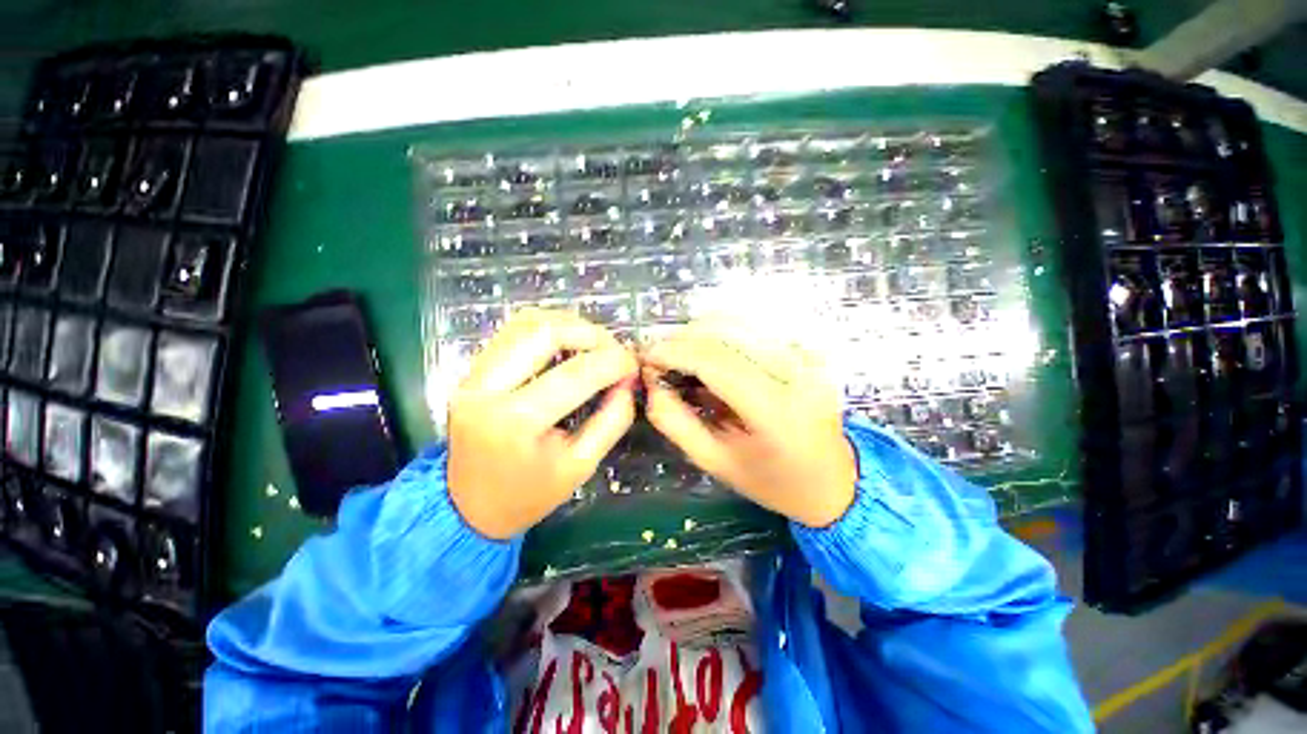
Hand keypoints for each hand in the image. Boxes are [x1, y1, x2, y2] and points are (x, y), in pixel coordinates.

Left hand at [447, 309, 637, 539]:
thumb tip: (628, 381)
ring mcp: (472, 375)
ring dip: (569, 325)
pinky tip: (567, 342)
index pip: (575, 374)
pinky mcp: (471, 370)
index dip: (613, 362)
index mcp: (516, 422)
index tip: (633, 364)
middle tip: (615, 349)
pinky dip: (546, 327)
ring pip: (526, 322)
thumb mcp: (582, 465)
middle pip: (545, 332)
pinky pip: (512, 331)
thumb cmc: (529, 493)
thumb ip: (612, 420)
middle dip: (591, 333)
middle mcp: (486, 389)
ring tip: (595, 343)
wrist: (468, 507)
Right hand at [641, 322, 856, 528]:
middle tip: (657, 354)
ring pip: (740, 321)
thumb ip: (676, 422)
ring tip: (679, 353)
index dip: (675, 351)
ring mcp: (808, 355)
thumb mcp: (715, 461)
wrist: (834, 480)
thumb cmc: (772, 481)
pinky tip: (708, 350)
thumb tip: (651, 382)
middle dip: (683, 337)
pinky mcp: (809, 348)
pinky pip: (756, 326)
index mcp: (777, 412)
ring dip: (700, 330)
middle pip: (727, 332)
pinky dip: (723, 331)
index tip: (645, 355)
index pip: (717, 362)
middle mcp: (798, 373)